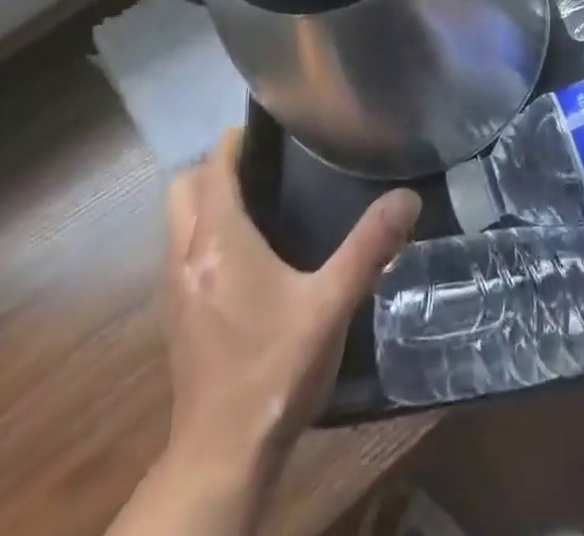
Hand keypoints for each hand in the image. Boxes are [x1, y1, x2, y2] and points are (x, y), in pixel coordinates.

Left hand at [157, 130, 420, 484]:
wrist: (222, 457)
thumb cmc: (275, 369)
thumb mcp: (332, 304)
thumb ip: (370, 247)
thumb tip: (408, 198)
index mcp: (219, 242)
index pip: (213, 169)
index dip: (234, 141)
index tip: (267, 127)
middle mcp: (186, 257)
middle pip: (182, 189)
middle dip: (214, 166)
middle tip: (263, 164)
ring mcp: (175, 290)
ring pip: (177, 221)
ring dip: (204, 200)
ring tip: (257, 199)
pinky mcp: (176, 317)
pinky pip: (181, 251)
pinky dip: (202, 233)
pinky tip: (244, 255)